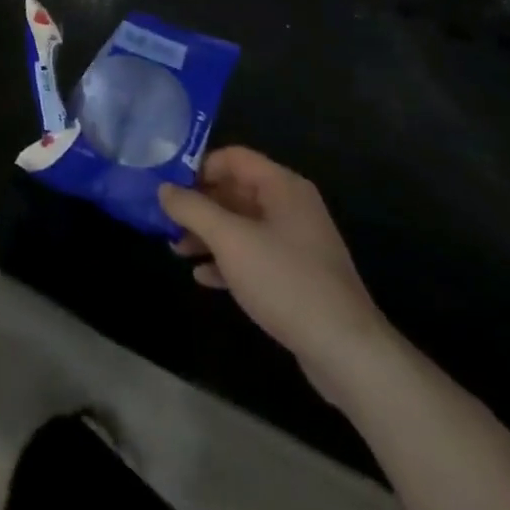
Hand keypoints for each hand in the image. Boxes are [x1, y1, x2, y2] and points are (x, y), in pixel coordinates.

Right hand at [159, 148, 389, 390]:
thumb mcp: (230, 240)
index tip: (168, 186)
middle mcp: (291, 207)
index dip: (199, 167)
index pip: (233, 157)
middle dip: (200, 205)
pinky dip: (228, 260)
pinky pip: (254, 255)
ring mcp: (297, 243)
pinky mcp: (297, 276)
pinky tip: (203, 277)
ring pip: (242, 225)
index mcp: (282, 186)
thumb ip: (193, 209)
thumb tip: (164, 189)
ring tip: (176, 250)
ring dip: (209, 234)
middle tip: (166, 220)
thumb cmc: (285, 281)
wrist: (346, 352)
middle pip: (236, 191)